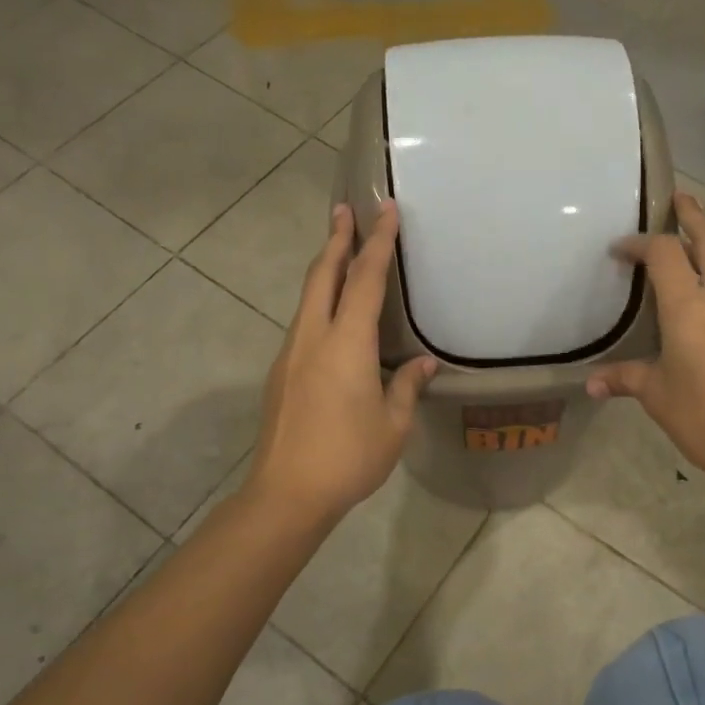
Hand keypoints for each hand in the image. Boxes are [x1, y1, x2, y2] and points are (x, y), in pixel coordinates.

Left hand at [246, 200, 437, 529]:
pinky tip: (330, 315)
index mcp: (346, 343)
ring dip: (325, 268)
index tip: (385, 210)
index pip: (365, 280)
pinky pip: (303, 323)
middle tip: (344, 209)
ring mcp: (291, 354)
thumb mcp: (393, 425)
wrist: (286, 494)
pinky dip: (318, 301)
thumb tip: (423, 363)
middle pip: (324, 275)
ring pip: (308, 298)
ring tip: (338, 251)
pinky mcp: (281, 373)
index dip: (378, 242)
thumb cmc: (348, 457)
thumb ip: (407, 386)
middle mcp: (313, 337)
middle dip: (336, 239)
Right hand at [586, 193, 704, 482]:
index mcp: (689, 306)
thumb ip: (624, 379)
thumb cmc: (704, 416)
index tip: (619, 250)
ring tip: (689, 243)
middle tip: (677, 200)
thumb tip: (592, 384)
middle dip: (693, 215)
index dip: (639, 243)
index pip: (664, 253)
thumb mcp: (656, 395)